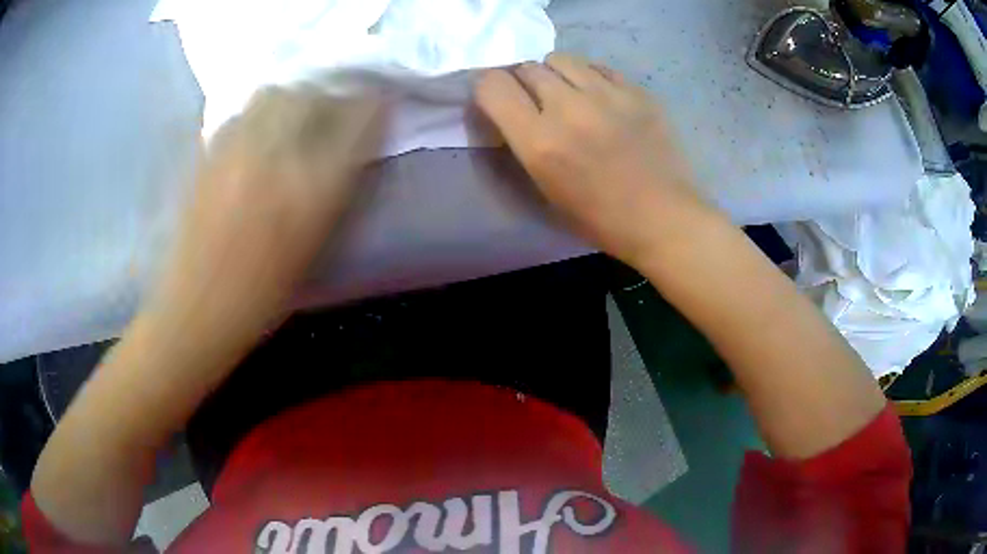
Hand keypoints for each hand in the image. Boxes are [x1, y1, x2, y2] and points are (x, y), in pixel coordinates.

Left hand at [148, 87, 383, 341]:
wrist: (196, 310)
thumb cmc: (262, 295)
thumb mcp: (316, 246)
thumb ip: (337, 189)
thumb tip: (351, 147)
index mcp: (312, 189)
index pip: (357, 120)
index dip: (372, 106)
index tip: (377, 104)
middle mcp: (274, 158)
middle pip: (310, 94)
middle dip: (327, 96)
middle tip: (328, 113)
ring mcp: (234, 151)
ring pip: (270, 95)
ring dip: (288, 100)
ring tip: (287, 121)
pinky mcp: (205, 156)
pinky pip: (236, 115)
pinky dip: (252, 116)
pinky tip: (251, 138)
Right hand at [475, 53, 709, 263]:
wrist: (662, 218)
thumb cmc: (600, 218)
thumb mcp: (546, 188)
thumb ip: (524, 143)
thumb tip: (515, 111)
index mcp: (540, 141)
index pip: (493, 86)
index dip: (489, 88)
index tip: (499, 99)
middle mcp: (568, 108)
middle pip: (528, 68)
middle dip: (524, 82)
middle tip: (539, 102)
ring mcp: (606, 95)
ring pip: (562, 59)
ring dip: (556, 74)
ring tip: (570, 93)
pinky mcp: (635, 91)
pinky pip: (598, 67)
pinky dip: (589, 77)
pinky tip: (600, 98)